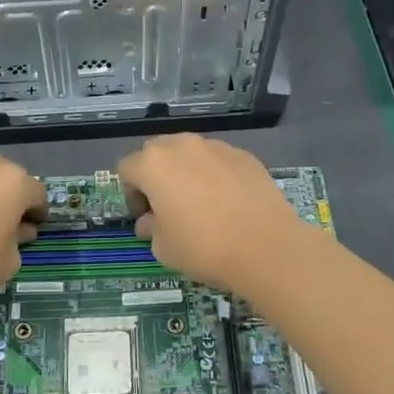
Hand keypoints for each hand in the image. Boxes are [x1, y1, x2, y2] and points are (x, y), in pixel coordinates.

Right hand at [116, 134, 309, 292]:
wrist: (266, 246)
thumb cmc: (204, 247)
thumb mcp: (164, 248)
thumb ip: (151, 228)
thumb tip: (151, 221)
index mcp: (154, 164)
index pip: (127, 168)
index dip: (131, 193)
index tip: (145, 216)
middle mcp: (182, 146)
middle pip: (157, 153)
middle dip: (156, 175)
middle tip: (168, 206)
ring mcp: (216, 147)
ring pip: (190, 153)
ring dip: (186, 172)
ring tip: (202, 203)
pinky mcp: (244, 155)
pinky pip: (218, 161)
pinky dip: (215, 175)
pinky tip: (229, 203)